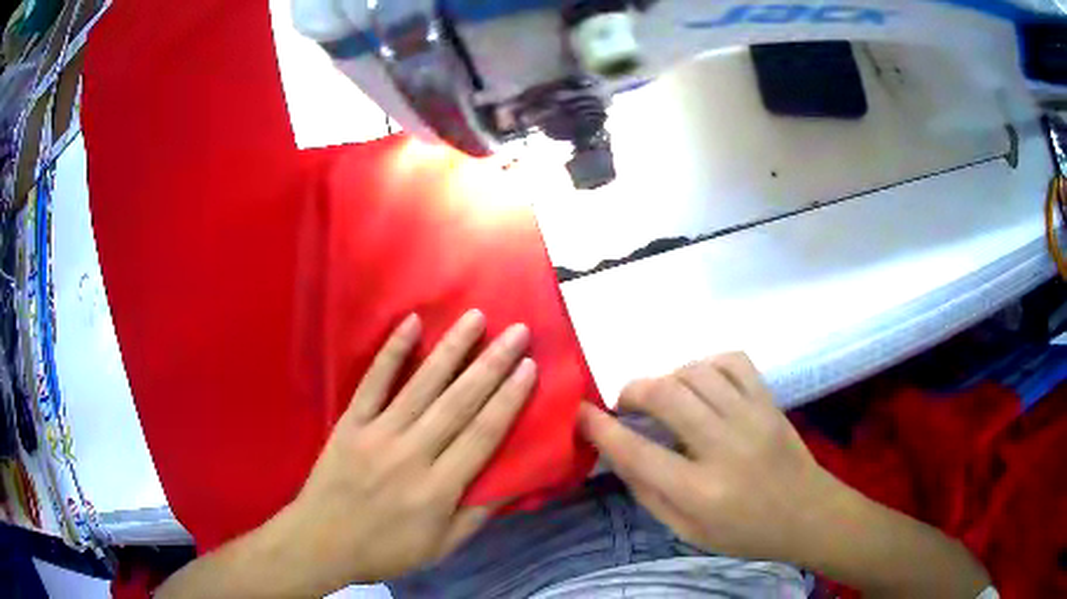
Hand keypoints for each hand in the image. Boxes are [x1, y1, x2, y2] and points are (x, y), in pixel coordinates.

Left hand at [269, 310, 535, 591]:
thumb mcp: (441, 547)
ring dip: (451, 349)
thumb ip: (477, 515)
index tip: (530, 367)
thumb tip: (513, 482)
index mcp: (438, 488)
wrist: (321, 543)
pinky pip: (373, 382)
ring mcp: (377, 434)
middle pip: (459, 402)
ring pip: (421, 385)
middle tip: (517, 331)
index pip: (483, 434)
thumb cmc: (386, 550)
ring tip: (476, 318)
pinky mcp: (350, 423)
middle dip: (492, 364)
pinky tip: (411, 323)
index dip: (509, 399)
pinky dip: (392, 352)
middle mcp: (412, 454)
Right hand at [578, 353, 837, 562]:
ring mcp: (752, 418)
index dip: (601, 429)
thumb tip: (617, 453)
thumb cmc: (745, 533)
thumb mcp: (687, 532)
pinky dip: (706, 364)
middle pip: (666, 396)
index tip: (580, 413)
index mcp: (701, 492)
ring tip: (663, 397)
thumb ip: (649, 493)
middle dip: (632, 391)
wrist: (808, 514)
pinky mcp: (769, 401)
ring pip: (696, 372)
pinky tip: (701, 382)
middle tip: (624, 403)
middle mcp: (724, 448)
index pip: (638, 453)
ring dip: (667, 378)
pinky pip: (732, 361)